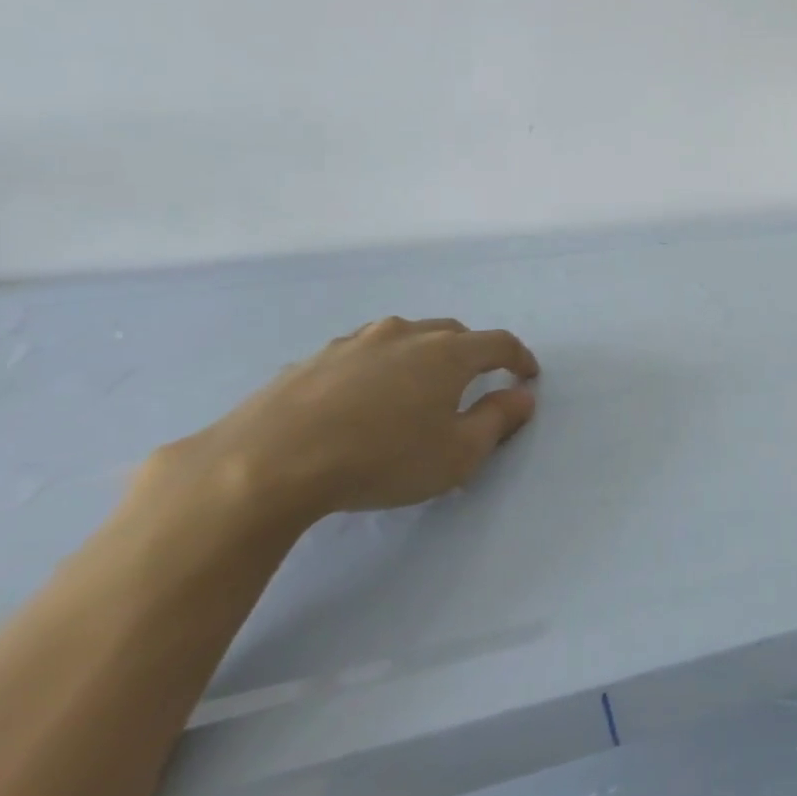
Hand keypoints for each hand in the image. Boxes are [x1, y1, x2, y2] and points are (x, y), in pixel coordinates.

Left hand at [138, 316, 539, 531]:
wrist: (269, 462)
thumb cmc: (381, 458)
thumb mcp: (457, 454)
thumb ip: (497, 420)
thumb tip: (522, 397)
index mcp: (448, 353)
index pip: (499, 343)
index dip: (519, 358)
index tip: (527, 376)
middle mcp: (406, 334)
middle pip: (453, 333)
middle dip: (472, 353)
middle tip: (474, 382)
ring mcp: (356, 341)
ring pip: (405, 337)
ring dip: (422, 356)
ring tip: (418, 386)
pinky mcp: (315, 357)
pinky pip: (363, 353)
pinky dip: (379, 367)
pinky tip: (363, 397)